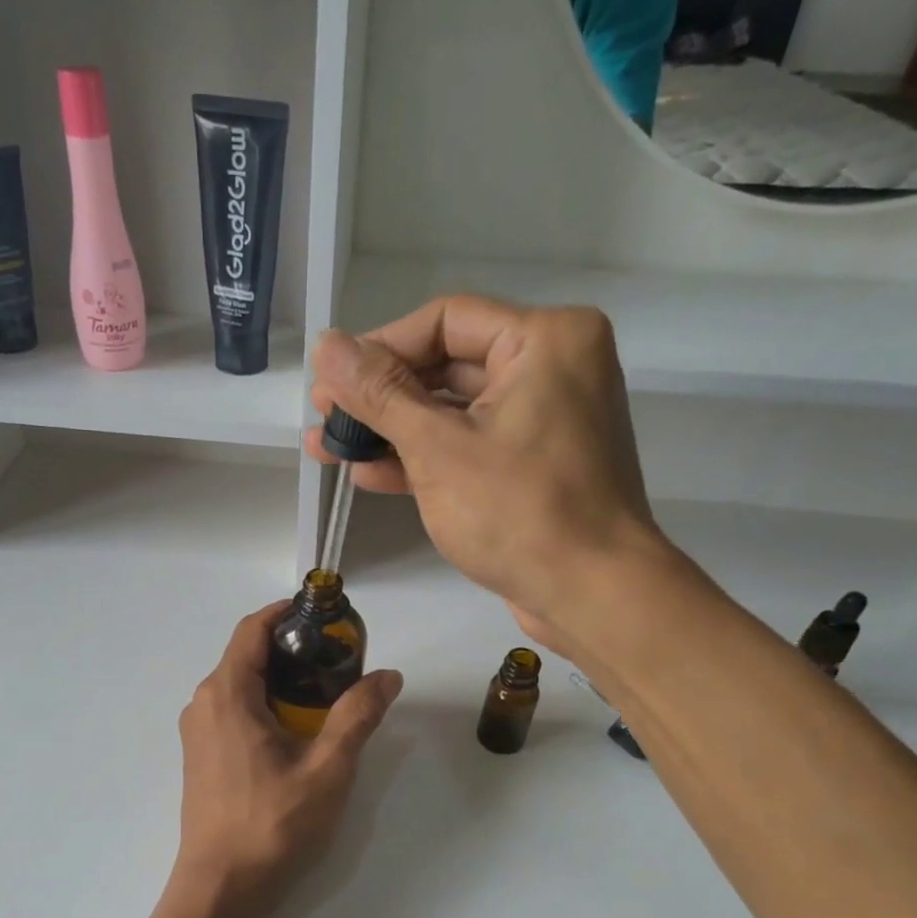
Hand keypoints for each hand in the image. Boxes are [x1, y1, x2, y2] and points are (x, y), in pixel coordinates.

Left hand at [170, 604, 401, 917]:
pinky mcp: (200, 755)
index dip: (286, 613)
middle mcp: (203, 703)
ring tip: (323, 694)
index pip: (252, 629)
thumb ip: (357, 716)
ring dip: (278, 678)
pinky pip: (232, 710)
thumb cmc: (272, 823)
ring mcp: (197, 731)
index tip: (324, 616)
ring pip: (239, 684)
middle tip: (337, 660)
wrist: (221, 887)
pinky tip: (295, 729)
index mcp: (227, 694)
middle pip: (246, 654)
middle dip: (290, 648)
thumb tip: (388, 675)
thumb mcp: (327, 768)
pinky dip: (263, 703)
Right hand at [306, 295, 670, 651]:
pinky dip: (423, 458)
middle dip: (379, 396)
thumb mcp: (438, 448)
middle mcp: (551, 367)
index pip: (444, 321)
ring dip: (391, 431)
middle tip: (323, 417)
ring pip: (453, 410)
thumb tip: (326, 344)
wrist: (592, 596)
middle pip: (446, 364)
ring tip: (328, 448)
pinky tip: (368, 474)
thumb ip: (379, 394)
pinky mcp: (532, 464)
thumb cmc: (519, 512)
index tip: (330, 381)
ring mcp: (543, 419)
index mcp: (545, 339)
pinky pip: (470, 445)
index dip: (379, 348)